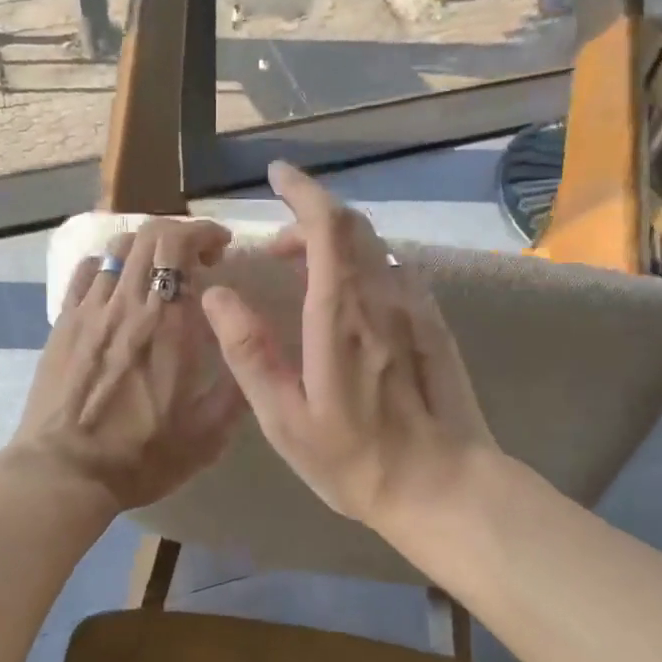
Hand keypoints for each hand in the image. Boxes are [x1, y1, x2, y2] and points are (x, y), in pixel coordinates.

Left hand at [8, 217, 244, 512]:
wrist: (65, 472)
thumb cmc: (141, 455)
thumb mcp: (207, 434)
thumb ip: (237, 387)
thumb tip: (255, 349)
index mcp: (166, 323)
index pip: (179, 245)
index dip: (203, 233)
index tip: (221, 248)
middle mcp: (126, 304)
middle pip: (148, 235)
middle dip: (179, 234)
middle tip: (197, 260)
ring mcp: (88, 310)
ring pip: (115, 249)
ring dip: (145, 248)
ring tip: (159, 272)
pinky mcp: (62, 324)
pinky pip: (84, 273)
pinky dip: (107, 265)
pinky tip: (117, 287)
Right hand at [200, 161, 499, 538]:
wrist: (444, 487)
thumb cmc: (355, 459)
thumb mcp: (285, 419)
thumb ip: (249, 353)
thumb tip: (217, 296)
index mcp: (340, 315)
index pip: (326, 226)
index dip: (303, 191)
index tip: (278, 175)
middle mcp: (382, 298)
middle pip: (352, 228)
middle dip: (311, 219)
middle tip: (276, 250)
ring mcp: (415, 309)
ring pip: (375, 248)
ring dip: (336, 244)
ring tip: (304, 273)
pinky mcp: (434, 326)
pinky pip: (395, 273)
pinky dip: (364, 266)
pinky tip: (350, 298)